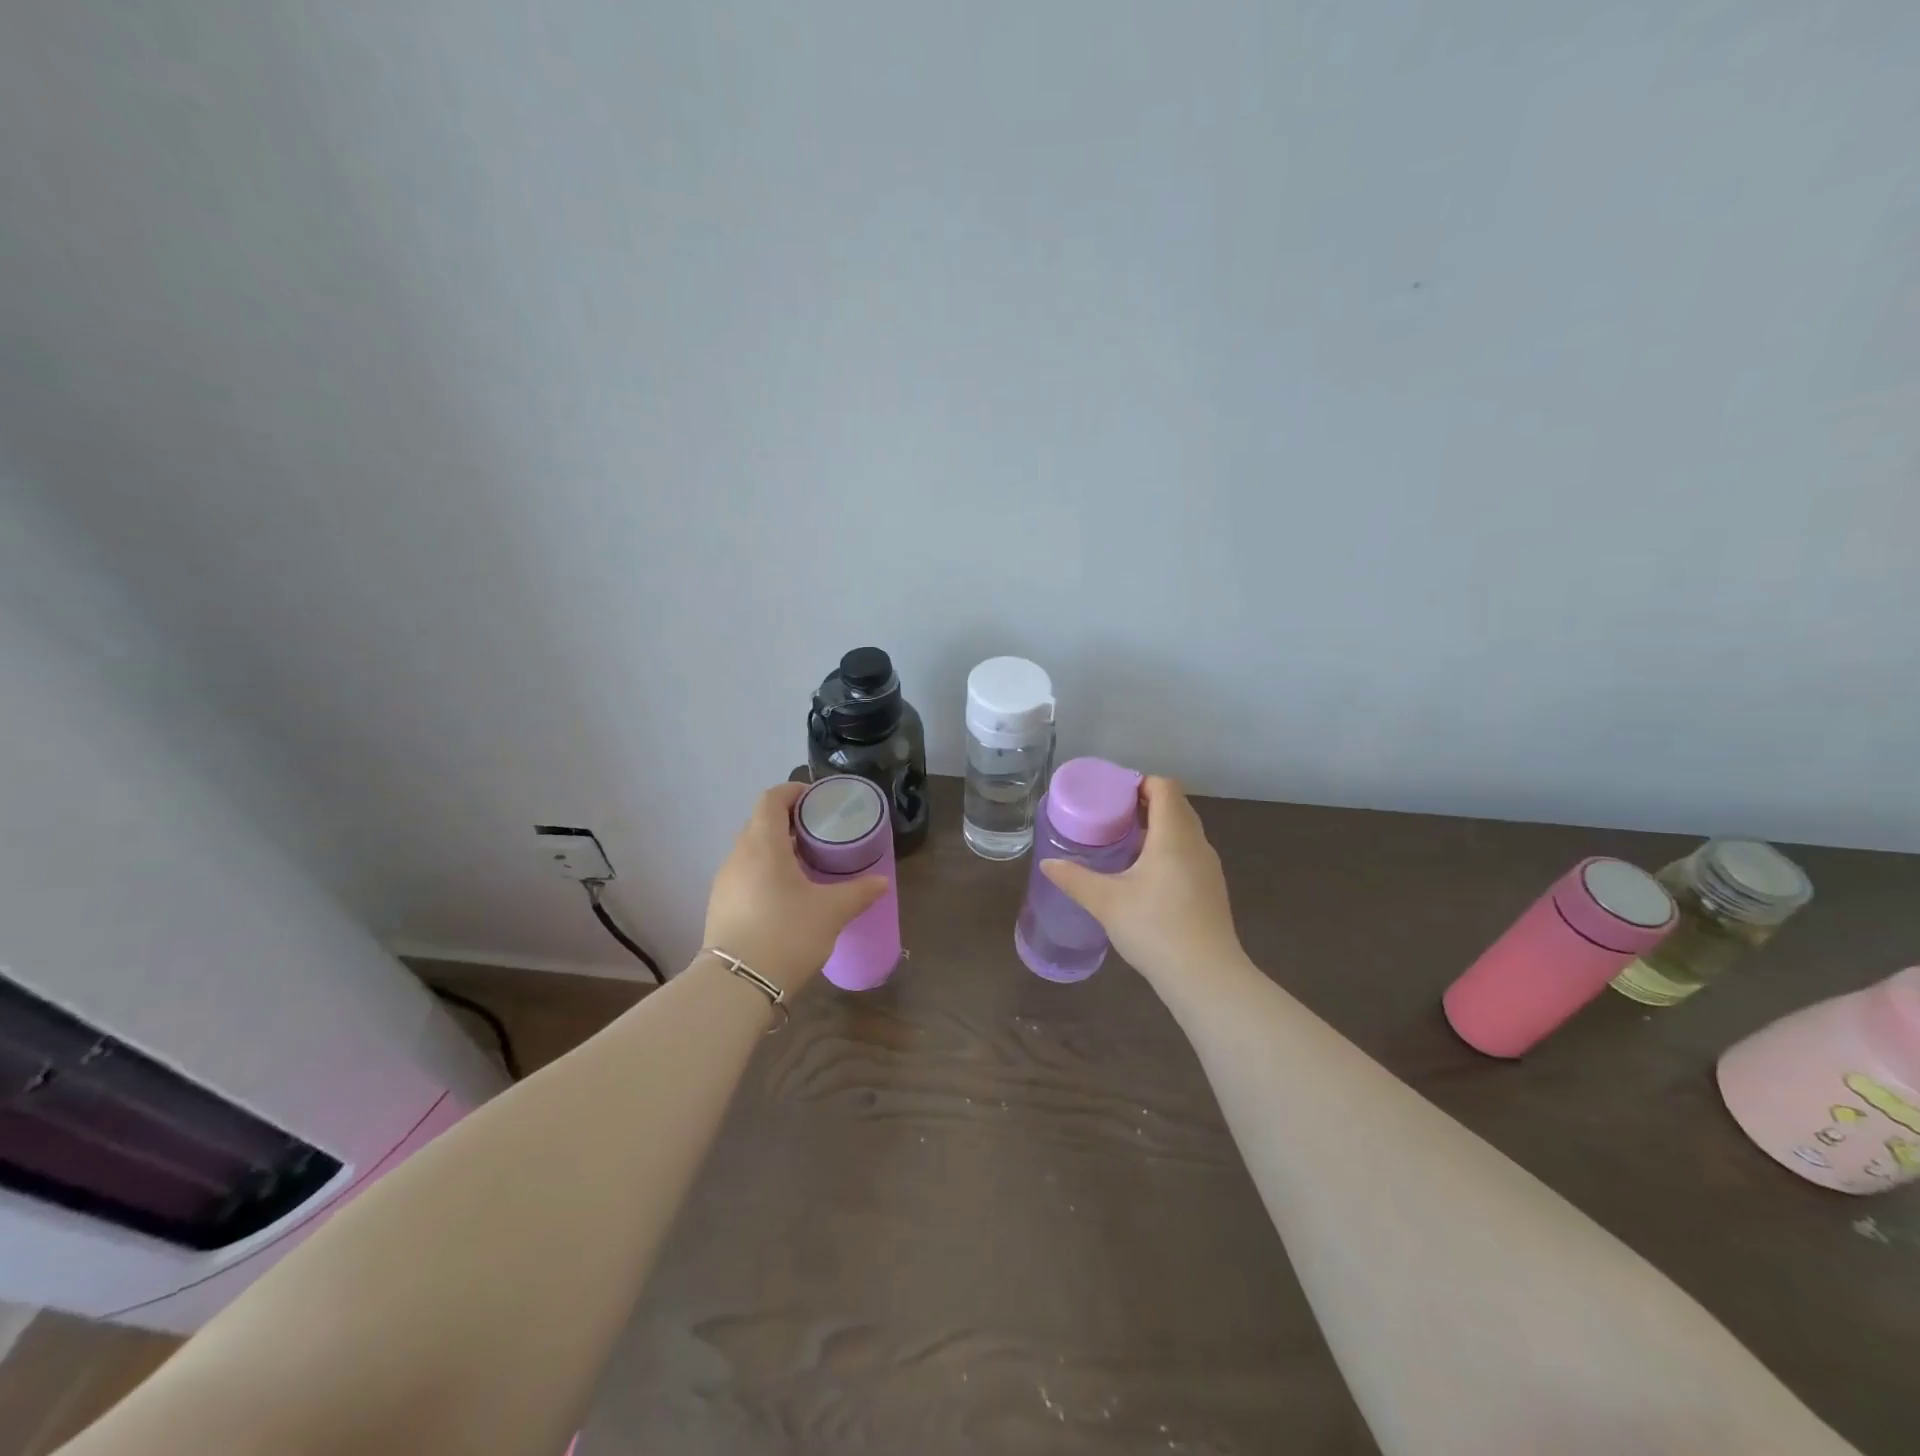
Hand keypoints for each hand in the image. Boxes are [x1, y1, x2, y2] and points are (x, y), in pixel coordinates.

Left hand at [703, 783, 887, 990]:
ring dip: (777, 849)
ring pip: (751, 851)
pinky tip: (786, 895)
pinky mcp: (720, 906)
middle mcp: (738, 856)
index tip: (816, 799)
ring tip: (806, 864)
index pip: (772, 800)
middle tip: (819, 832)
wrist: (736, 986)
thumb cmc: (787, 934)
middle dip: (789, 822)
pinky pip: (745, 874)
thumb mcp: (831, 912)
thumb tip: (881, 882)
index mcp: (763, 845)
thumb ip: (858, 892)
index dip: (793, 792)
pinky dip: (765, 871)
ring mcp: (724, 882)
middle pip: (760, 823)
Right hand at [1040, 776, 1242, 981]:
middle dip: (1144, 803)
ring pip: (1184, 830)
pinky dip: (1168, 849)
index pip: (1164, 787)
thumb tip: (1048, 863)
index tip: (1111, 796)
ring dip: (1157, 828)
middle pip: (1175, 805)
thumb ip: (1075, 879)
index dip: (1139, 783)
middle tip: (1110, 817)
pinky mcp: (1212, 889)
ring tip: (1123, 843)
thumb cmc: (1155, 928)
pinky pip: (1189, 852)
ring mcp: (1209, 867)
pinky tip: (1145, 875)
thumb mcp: (1106, 902)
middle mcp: (1196, 843)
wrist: (1206, 977)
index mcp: (1173, 835)